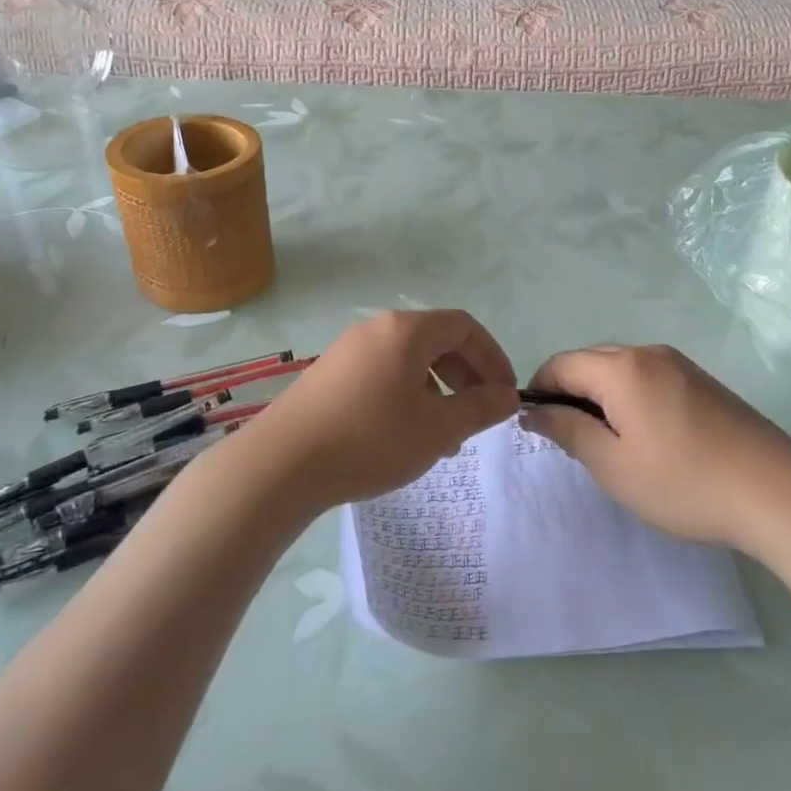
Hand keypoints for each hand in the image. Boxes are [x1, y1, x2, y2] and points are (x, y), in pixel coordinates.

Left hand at [253, 311, 518, 510]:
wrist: (283, 463)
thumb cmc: (371, 439)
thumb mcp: (437, 428)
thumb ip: (480, 409)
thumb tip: (508, 396)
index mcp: (406, 330)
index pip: (464, 326)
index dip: (493, 357)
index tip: (505, 395)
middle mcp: (377, 329)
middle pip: (436, 340)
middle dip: (466, 376)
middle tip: (479, 415)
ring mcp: (349, 350)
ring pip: (409, 360)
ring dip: (438, 390)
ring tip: (445, 436)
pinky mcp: (330, 374)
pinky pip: (383, 373)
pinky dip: (407, 395)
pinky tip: (405, 435)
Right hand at [523, 345, 790, 546]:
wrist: (777, 492)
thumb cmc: (684, 482)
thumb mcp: (613, 465)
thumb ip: (567, 430)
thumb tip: (533, 410)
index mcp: (621, 368)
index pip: (561, 364)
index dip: (539, 390)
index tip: (537, 427)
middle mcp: (649, 353)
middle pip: (590, 360)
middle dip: (569, 391)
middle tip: (572, 439)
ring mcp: (680, 364)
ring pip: (620, 367)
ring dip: (600, 394)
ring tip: (608, 440)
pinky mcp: (702, 381)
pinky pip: (648, 376)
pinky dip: (630, 396)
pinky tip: (645, 434)